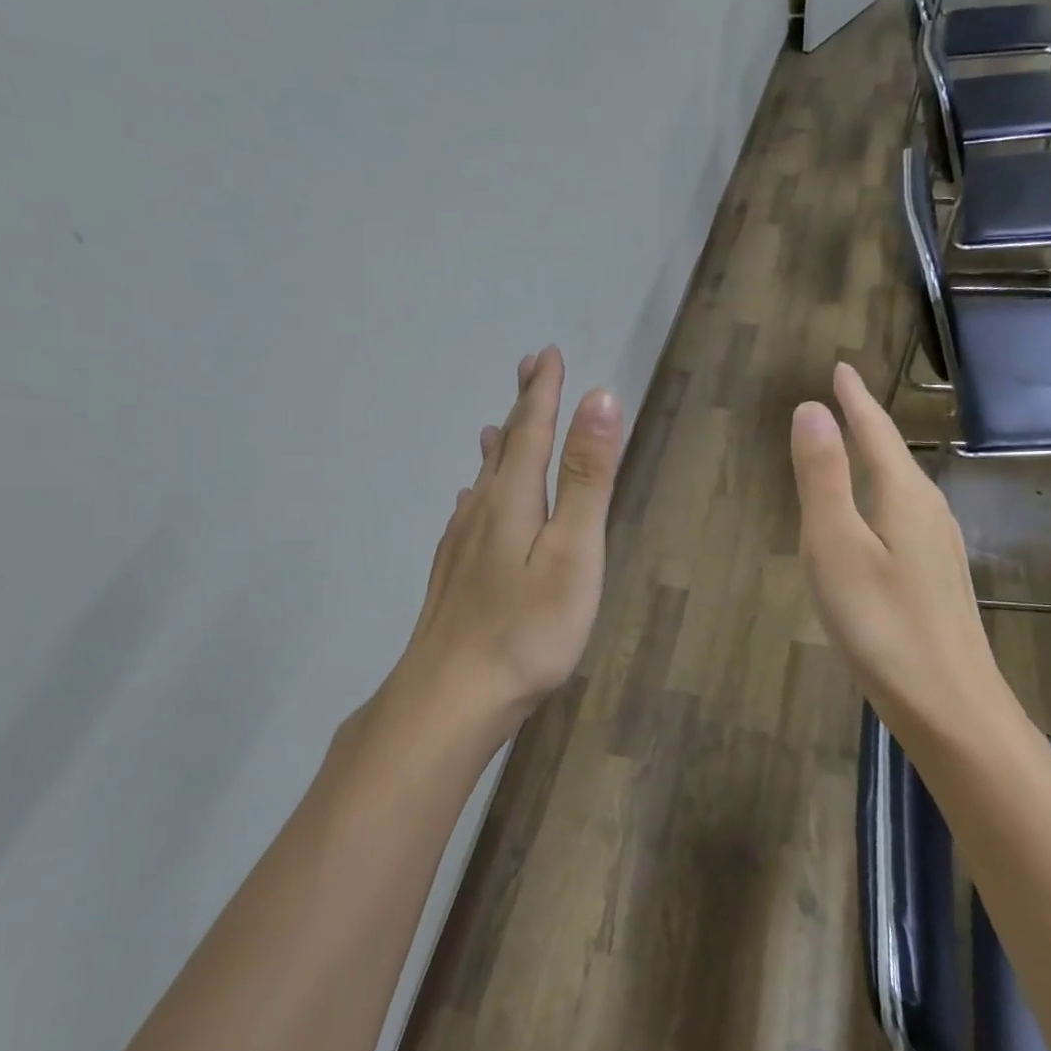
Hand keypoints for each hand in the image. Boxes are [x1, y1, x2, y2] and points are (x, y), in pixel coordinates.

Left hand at [394, 346, 623, 752]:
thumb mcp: (573, 551)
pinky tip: (472, 501)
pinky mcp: (453, 573)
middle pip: (504, 446)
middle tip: (529, 370)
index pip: (532, 429)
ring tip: (498, 425)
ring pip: (482, 479)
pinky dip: (479, 490)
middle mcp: (480, 509)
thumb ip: (585, 477)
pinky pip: (468, 511)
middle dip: (521, 406)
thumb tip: (599, 397)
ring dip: (498, 445)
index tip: (548, 354)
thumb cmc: (527, 628)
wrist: (452, 696)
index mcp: (512, 498)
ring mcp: (460, 543)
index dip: (543, 391)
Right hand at [789, 362, 1003, 737]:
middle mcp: (930, 513)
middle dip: (868, 424)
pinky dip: (882, 496)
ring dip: (878, 460)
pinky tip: (876, 519)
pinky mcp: (937, 579)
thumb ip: (823, 478)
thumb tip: (812, 410)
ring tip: (856, 447)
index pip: (876, 432)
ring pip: (902, 488)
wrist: (950, 707)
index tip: (841, 368)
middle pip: (894, 455)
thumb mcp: (835, 547)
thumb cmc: (881, 624)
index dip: (855, 400)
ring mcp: (940, 549)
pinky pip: (905, 517)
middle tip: (843, 400)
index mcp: (904, 497)